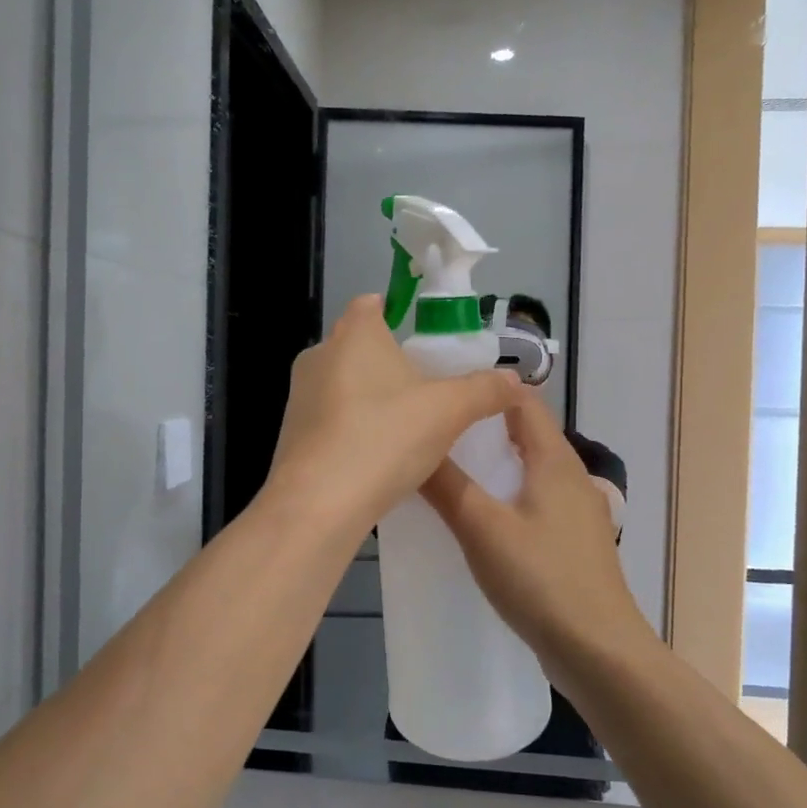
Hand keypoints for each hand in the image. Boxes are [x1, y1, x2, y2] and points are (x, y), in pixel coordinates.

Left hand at [267, 295, 518, 530]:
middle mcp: (319, 354)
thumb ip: (484, 390)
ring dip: (370, 396)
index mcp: (354, 334)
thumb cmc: (385, 438)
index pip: (371, 303)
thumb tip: (515, 380)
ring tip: (405, 424)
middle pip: (358, 345)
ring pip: (342, 382)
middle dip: (388, 361)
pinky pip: (330, 416)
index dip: (396, 313)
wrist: (318, 504)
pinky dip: (351, 425)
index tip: (423, 340)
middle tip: (426, 387)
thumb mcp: (449, 412)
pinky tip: (376, 454)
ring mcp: (299, 394)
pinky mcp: (291, 431)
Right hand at [420, 390, 652, 665]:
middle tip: (434, 429)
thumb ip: (446, 485)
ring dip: (493, 462)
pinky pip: (534, 500)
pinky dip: (506, 494)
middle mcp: (571, 475)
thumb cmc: (541, 579)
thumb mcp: (482, 528)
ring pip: (529, 468)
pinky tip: (479, 517)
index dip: (486, 389)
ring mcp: (577, 510)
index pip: (523, 400)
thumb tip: (413, 442)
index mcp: (555, 460)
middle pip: (526, 433)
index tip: (442, 390)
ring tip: (447, 467)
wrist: (599, 651)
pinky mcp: (573, 541)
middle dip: (482, 426)